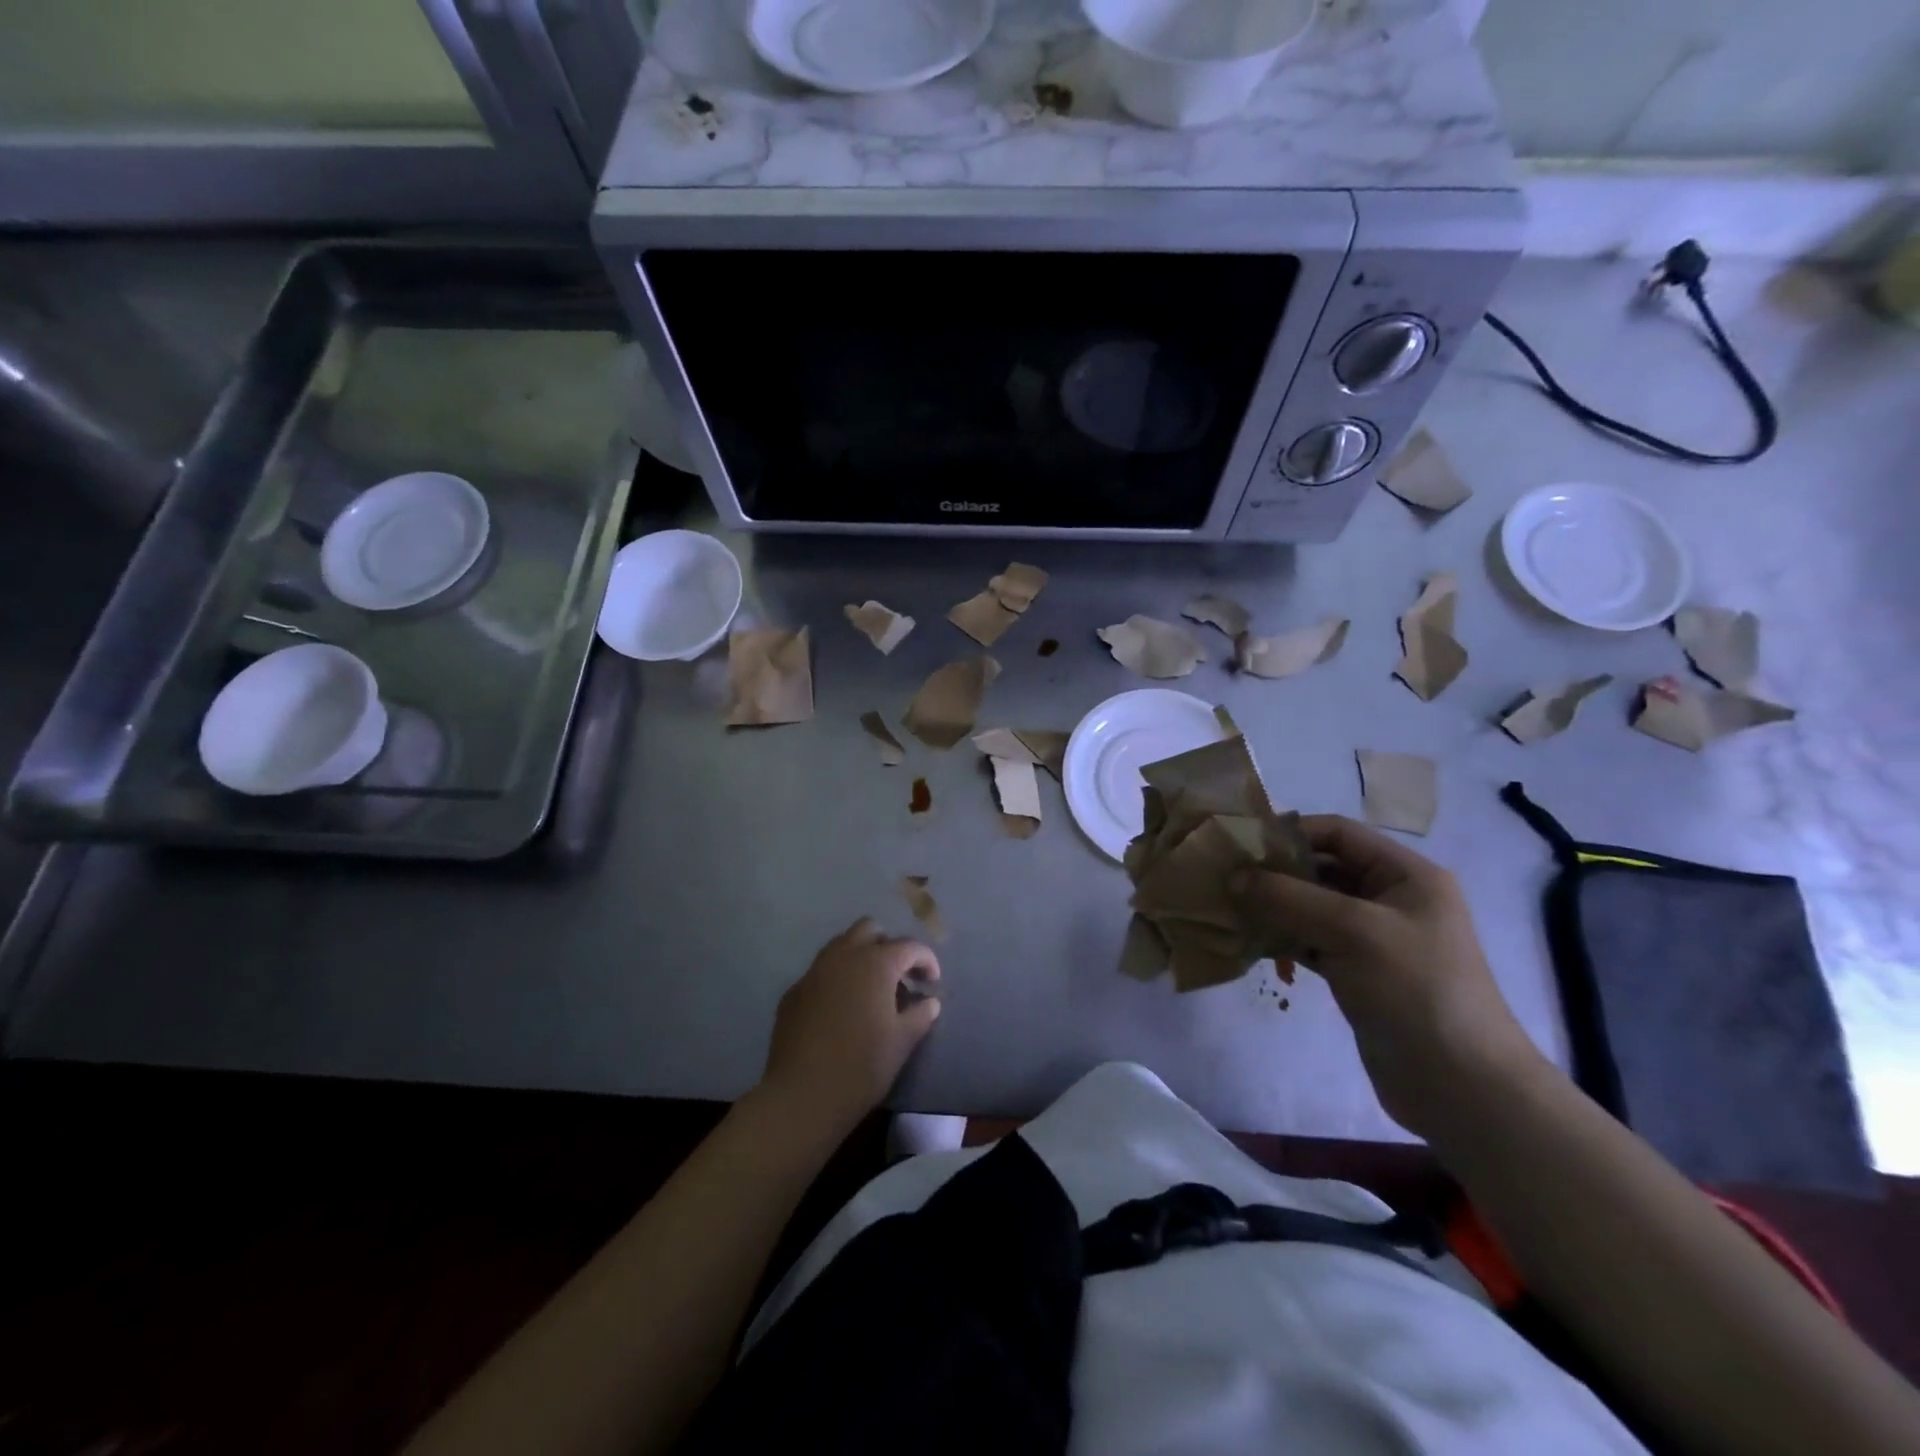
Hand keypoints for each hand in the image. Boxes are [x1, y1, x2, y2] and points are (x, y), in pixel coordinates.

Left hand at [759, 918, 941, 1134]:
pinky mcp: (793, 992)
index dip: (926, 960)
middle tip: (898, 976)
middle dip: (887, 945)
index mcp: (875, 963)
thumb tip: (930, 1002)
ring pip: (841, 946)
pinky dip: (836, 979)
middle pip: (869, 930)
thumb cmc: (862, 1065)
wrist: (802, 1095)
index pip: (909, 946)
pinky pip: (820, 972)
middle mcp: (843, 956)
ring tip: (870, 989)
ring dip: (859, 957)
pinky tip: (840, 1009)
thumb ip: (920, 1015)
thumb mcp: (902, 1042)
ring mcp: (814, 972)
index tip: (931, 982)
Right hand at [1233, 816, 1541, 1135]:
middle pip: (1321, 869)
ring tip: (1228, 910)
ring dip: (1273, 908)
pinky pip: (1311, 942)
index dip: (1290, 832)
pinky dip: (1282, 940)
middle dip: (1274, 873)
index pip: (1338, 833)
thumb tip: (1233, 876)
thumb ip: (1289, 897)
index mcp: (1405, 875)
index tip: (1240, 843)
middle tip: (1224, 878)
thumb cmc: (1415, 990)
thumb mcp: (1352, 931)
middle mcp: (1390, 899)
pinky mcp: (1358, 973)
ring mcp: (1374, 939)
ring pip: (1311, 908)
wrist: (1462, 1087)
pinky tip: (1249, 944)